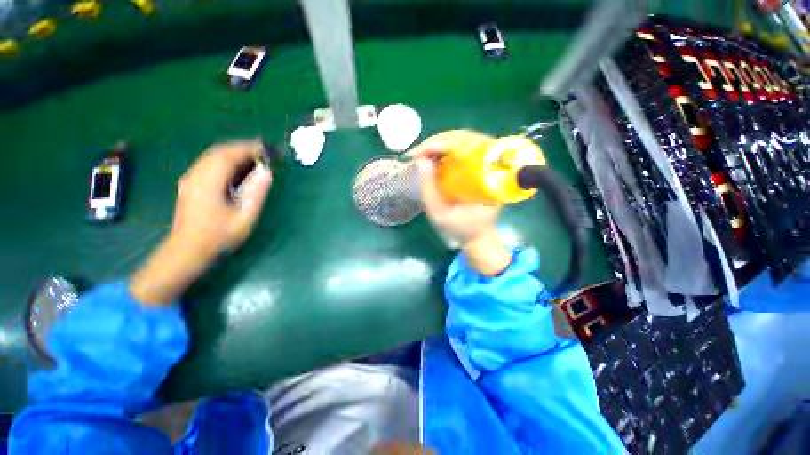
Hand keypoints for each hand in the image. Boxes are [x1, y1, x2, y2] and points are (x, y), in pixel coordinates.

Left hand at [130, 140, 272, 304]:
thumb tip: (266, 172)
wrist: (187, 251)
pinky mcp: (190, 184)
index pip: (229, 155)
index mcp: (208, 182)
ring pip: (212, 156)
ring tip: (255, 159)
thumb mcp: (244, 216)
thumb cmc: (219, 236)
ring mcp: (190, 179)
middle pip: (219, 151)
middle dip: (242, 148)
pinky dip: (226, 161)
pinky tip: (238, 170)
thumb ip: (256, 192)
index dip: (249, 148)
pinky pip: (209, 164)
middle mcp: (196, 175)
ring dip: (234, 153)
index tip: (267, 148)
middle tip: (264, 152)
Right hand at [409, 143, 510, 276]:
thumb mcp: (440, 215)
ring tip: (422, 153)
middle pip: (466, 138)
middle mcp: (491, 167)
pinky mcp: (479, 168)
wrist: (478, 236)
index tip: (420, 153)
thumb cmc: (461, 228)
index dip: (441, 145)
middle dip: (438, 141)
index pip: (468, 147)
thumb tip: (421, 161)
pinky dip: (444, 150)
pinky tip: (432, 157)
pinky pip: (462, 151)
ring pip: (464, 141)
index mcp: (488, 178)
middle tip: (418, 152)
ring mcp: (486, 166)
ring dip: (440, 144)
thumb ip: (428, 190)